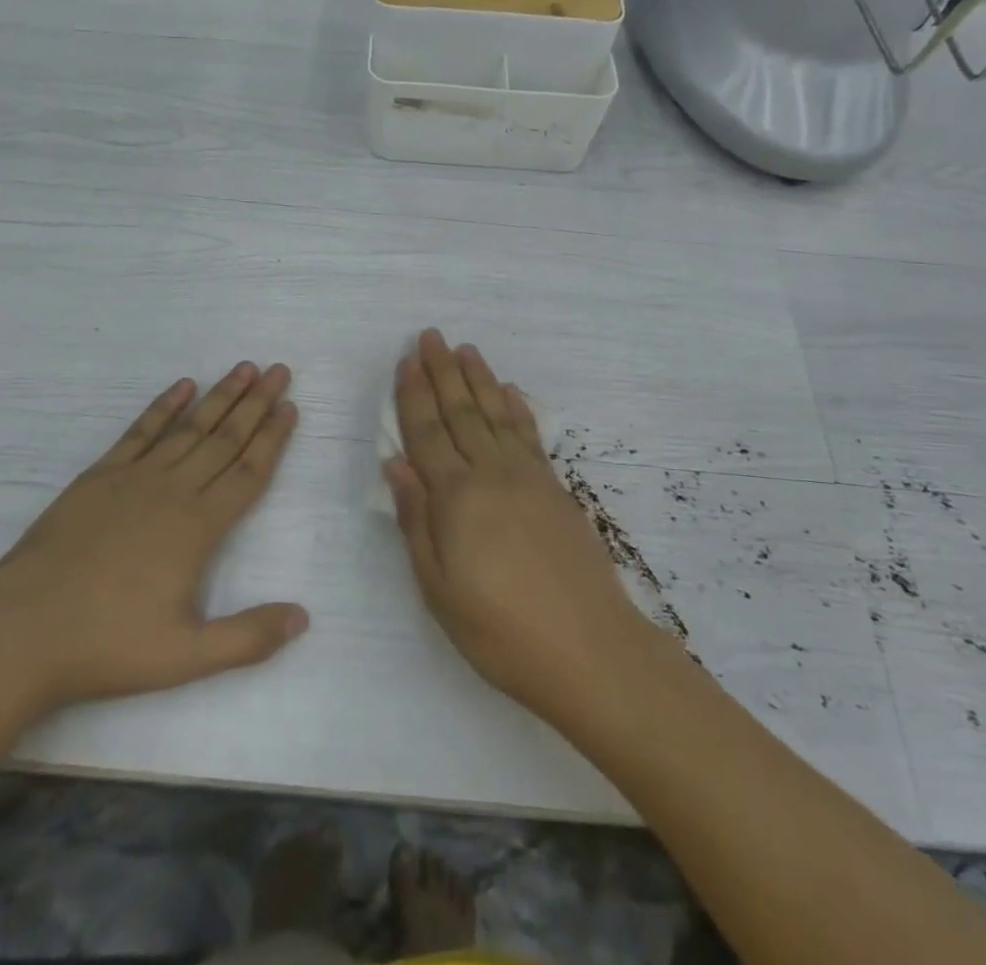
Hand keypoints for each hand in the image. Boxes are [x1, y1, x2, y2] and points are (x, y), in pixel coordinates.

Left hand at [0, 362, 307, 722]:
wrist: (20, 635)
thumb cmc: (107, 645)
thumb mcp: (186, 656)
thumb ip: (248, 637)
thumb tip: (303, 617)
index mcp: (199, 526)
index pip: (249, 471)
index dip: (273, 438)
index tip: (291, 406)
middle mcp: (173, 490)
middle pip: (225, 438)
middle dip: (257, 403)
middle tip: (280, 370)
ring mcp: (134, 478)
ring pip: (189, 427)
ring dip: (220, 396)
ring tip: (244, 368)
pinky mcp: (99, 476)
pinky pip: (140, 430)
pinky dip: (163, 406)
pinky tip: (182, 385)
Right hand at [384, 330, 672, 719]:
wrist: (590, 650)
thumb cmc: (500, 631)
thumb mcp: (439, 589)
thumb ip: (416, 520)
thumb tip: (395, 464)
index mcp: (456, 497)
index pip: (427, 432)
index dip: (414, 395)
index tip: (406, 361)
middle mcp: (491, 474)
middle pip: (461, 411)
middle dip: (443, 371)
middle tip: (431, 335)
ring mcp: (528, 477)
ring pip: (495, 414)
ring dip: (478, 378)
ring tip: (465, 349)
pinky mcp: (555, 489)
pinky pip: (530, 435)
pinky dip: (516, 408)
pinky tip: (509, 391)